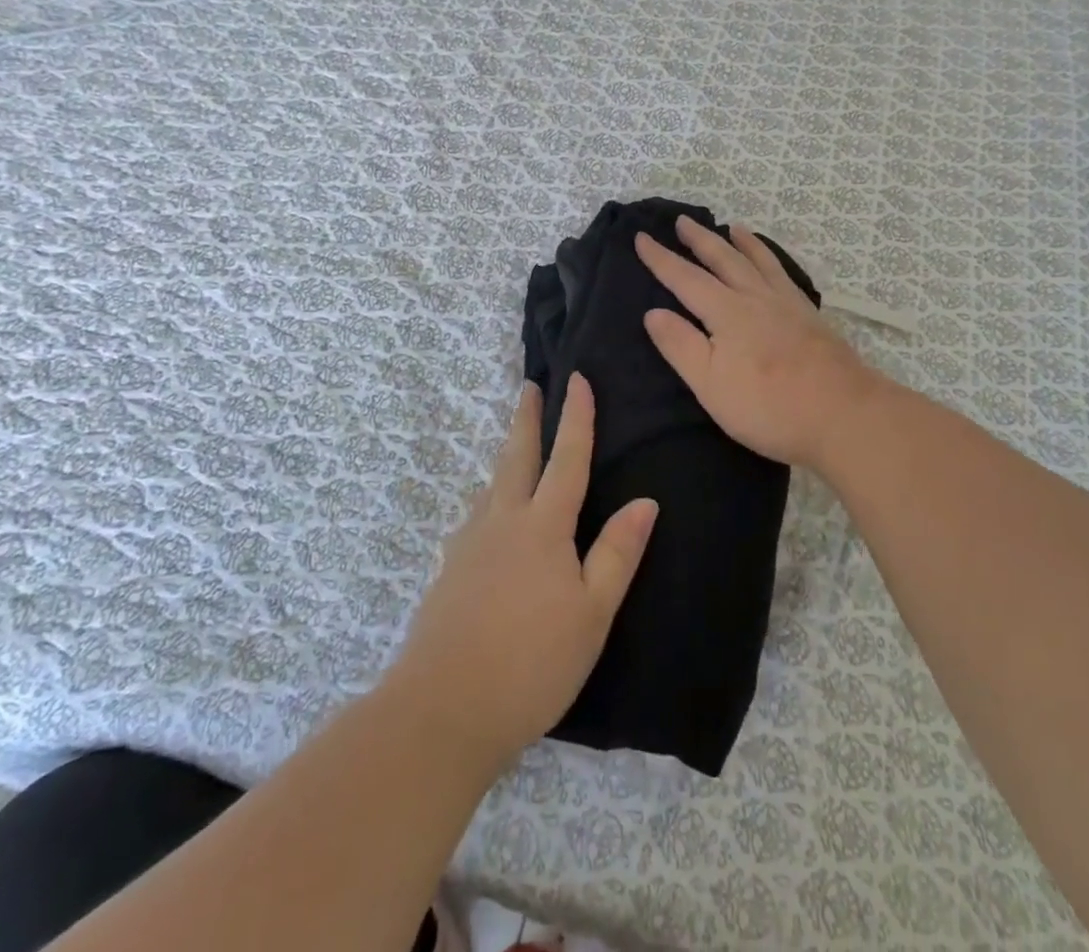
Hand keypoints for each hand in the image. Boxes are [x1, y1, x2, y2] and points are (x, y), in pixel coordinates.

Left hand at [390, 376, 656, 768]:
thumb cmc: (532, 661)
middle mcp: (502, 522)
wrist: (443, 709)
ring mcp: (469, 545)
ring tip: (516, 447)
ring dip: (507, 457)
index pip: (566, 458)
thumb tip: (645, 500)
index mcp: (542, 526)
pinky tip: (491, 519)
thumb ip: (617, 553)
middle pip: (516, 457)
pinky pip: (477, 518)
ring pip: (492, 486)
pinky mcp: (449, 572)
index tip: (577, 379)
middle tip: (529, 387)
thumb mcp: (592, 613)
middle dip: (527, 419)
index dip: (576, 418)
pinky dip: (491, 499)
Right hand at [636, 217, 883, 476]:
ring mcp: (788, 305)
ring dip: (741, 243)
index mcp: (727, 312)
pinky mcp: (811, 318)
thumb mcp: (710, 384)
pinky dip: (773, 260)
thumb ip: (681, 345)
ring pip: (759, 261)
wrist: (844, 414)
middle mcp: (756, 298)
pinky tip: (774, 265)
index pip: (685, 279)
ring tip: (732, 227)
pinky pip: (784, 275)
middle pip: (723, 259)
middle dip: (699, 240)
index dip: (661, 259)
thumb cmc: (768, 406)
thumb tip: (653, 312)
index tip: (641, 237)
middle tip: (682, 220)